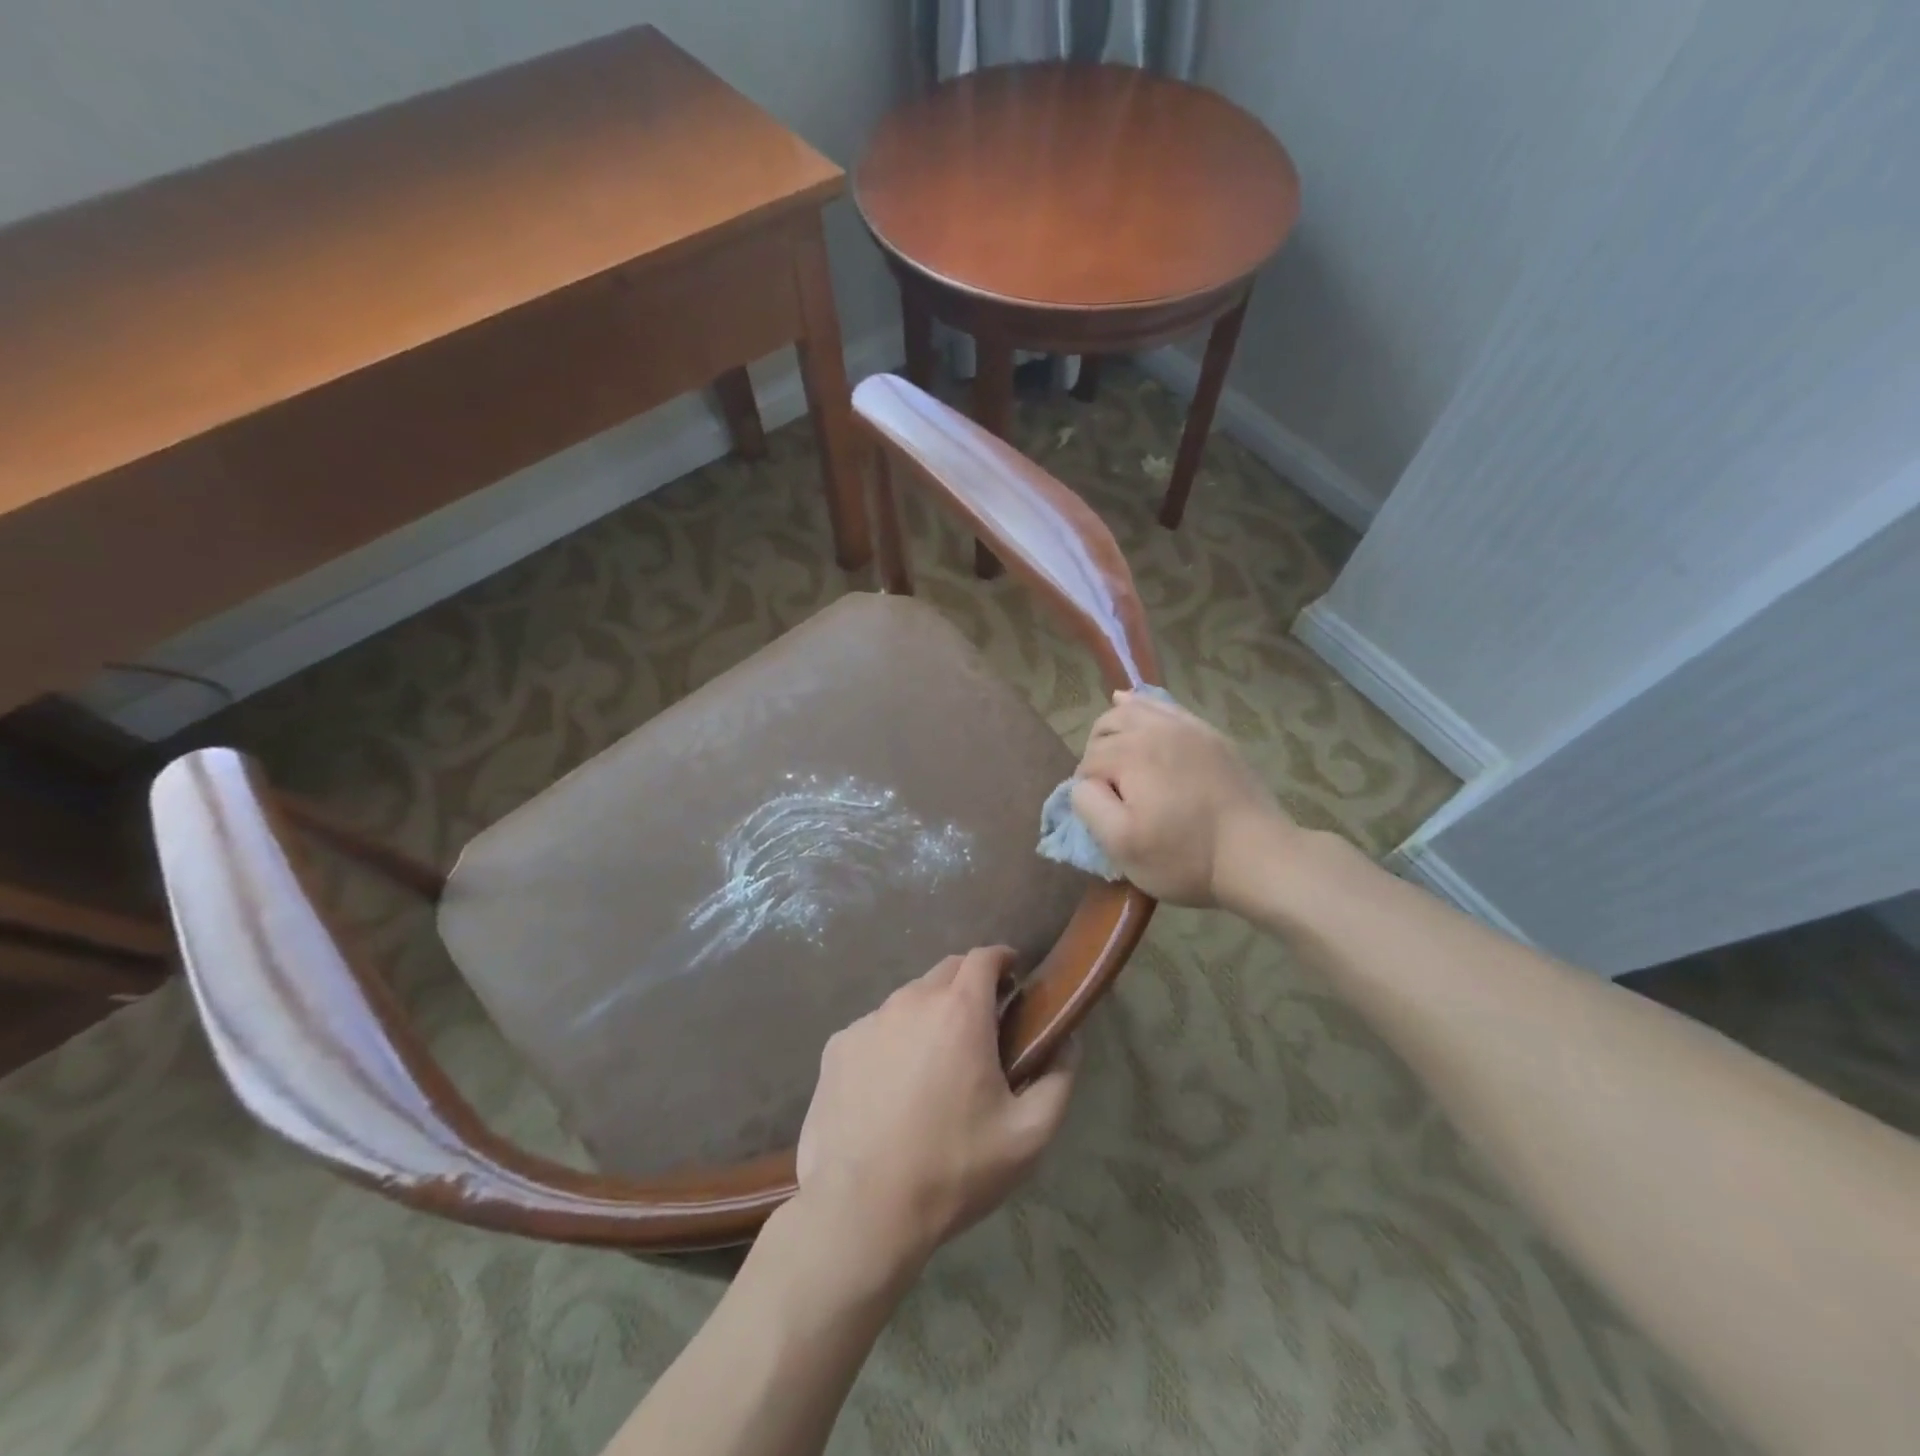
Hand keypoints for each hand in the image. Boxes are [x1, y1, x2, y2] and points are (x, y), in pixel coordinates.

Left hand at [791, 946, 1076, 1288]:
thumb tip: (1068, 1039)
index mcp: (959, 1011)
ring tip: (936, 1062)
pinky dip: (892, 1040)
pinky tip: (892, 1087)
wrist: (860, 1210)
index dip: (1003, 961)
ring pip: (908, 1000)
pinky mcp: (837, 1046)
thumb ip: (1058, 1077)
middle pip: (946, 972)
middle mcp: (911, 1001)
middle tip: (982, 1026)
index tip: (1014, 981)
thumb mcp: (1028, 1135)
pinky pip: (875, 1028)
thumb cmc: (953, 1169)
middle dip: (969, 985)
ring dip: (930, 1014)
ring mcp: (868, 1021)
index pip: (984, 957)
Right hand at [1070, 690, 1296, 910]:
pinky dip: (1144, 706)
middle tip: (1110, 791)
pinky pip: (1167, 709)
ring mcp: (1188, 727)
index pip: (1087, 762)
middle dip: (1097, 753)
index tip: (1103, 817)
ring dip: (1116, 726)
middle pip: (1106, 727)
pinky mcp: (1211, 735)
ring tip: (1116, 752)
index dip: (1086, 790)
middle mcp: (1155, 728)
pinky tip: (1134, 705)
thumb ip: (1089, 805)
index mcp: (1129, 753)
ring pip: (1135, 709)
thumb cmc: (1184, 856)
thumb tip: (1084, 783)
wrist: (1258, 856)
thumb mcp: (1121, 844)